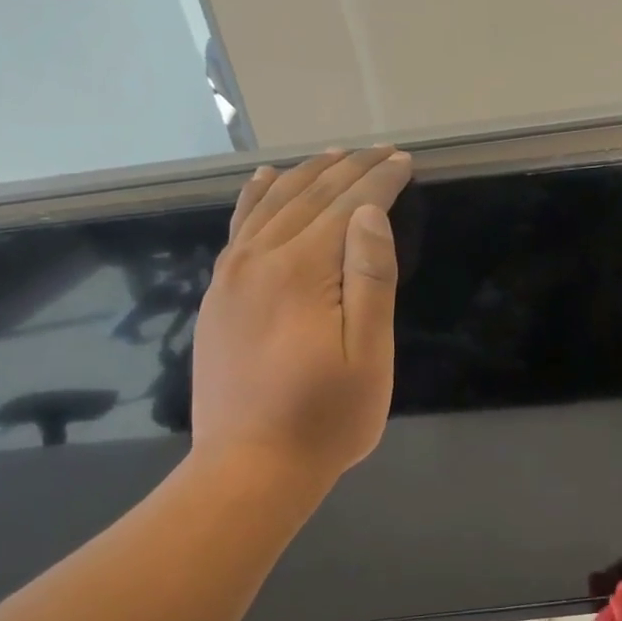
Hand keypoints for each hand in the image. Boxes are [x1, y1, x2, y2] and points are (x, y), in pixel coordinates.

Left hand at [191, 146, 412, 479]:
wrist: (249, 468)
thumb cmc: (325, 420)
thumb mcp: (367, 357)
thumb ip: (369, 281)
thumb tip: (368, 215)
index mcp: (302, 273)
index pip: (347, 208)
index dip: (379, 181)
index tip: (404, 161)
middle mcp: (260, 261)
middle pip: (308, 198)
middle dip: (348, 170)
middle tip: (379, 152)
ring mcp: (231, 277)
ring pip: (269, 206)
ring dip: (305, 176)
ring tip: (333, 155)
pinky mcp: (217, 297)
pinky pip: (238, 229)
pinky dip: (255, 199)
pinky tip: (264, 184)